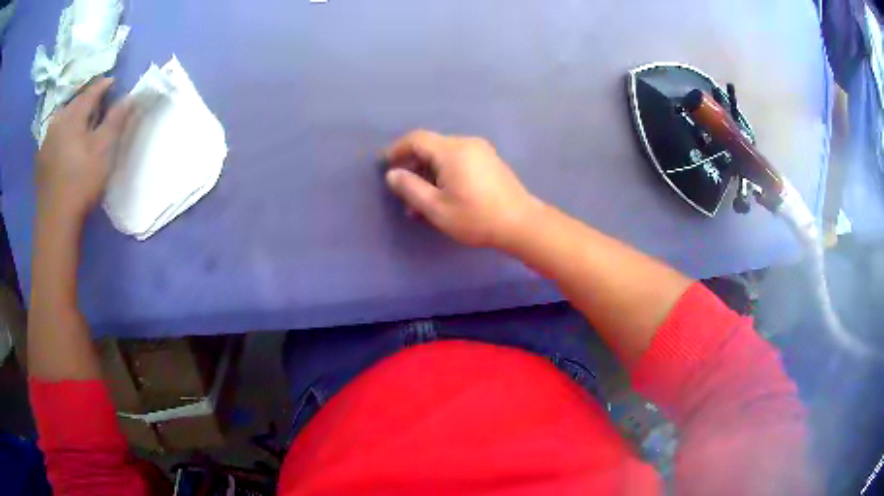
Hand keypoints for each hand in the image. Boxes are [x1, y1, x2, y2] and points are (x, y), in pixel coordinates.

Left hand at [36, 77, 131, 223]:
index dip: (104, 85)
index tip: (114, 82)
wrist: (55, 222)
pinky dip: (62, 132)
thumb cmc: (81, 182)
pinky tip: (65, 142)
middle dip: (87, 99)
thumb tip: (129, 96)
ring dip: (73, 115)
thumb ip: (116, 120)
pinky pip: (53, 135)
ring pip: (62, 118)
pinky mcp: (40, 160)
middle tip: (98, 104)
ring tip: (80, 121)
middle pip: (75, 102)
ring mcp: (46, 141)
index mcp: (73, 115)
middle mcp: (57, 122)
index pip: (91, 91)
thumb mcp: (104, 150)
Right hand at [385, 130, 540, 248]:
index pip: (417, 139)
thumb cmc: (476, 217)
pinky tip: (442, 197)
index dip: (397, 149)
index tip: (385, 164)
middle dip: (413, 166)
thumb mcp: (436, 208)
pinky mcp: (490, 162)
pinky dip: (445, 174)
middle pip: (431, 147)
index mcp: (452, 150)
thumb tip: (392, 174)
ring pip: (445, 156)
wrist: (521, 224)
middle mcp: (467, 144)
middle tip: (403, 191)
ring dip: (429, 174)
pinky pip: (459, 161)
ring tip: (420, 202)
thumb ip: (411, 189)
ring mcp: (481, 151)